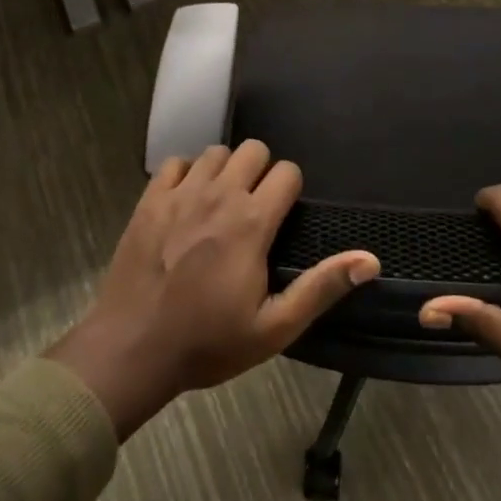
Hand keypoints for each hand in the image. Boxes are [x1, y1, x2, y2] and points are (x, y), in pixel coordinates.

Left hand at [46, 142, 379, 438]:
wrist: (131, 350)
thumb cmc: (207, 343)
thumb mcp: (273, 328)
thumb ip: (321, 288)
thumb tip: (370, 260)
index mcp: (252, 222)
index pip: (287, 172)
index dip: (291, 190)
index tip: (283, 217)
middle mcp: (219, 195)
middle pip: (254, 150)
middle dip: (262, 172)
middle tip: (256, 208)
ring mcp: (181, 193)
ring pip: (216, 152)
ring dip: (226, 170)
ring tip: (222, 203)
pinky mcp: (150, 199)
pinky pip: (176, 162)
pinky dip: (187, 174)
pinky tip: (187, 201)